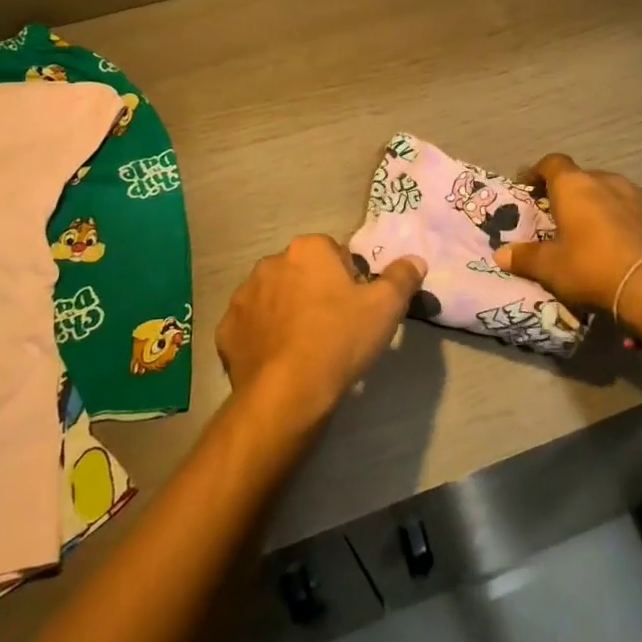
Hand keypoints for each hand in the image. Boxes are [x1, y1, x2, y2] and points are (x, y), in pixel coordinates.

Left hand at [216, 234, 426, 424]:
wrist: (287, 393)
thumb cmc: (340, 339)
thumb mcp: (386, 306)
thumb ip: (403, 276)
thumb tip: (415, 259)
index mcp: (308, 249)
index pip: (334, 253)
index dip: (349, 279)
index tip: (356, 307)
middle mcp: (270, 263)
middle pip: (302, 272)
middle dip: (316, 291)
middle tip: (335, 327)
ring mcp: (243, 296)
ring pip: (274, 297)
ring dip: (288, 312)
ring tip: (306, 347)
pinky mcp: (226, 330)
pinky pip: (252, 327)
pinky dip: (264, 337)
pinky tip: (280, 360)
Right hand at [494, 153, 641, 325]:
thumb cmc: (591, 266)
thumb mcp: (550, 267)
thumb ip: (525, 257)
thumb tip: (500, 254)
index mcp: (573, 185)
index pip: (552, 163)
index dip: (537, 172)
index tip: (528, 187)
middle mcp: (604, 180)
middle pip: (581, 177)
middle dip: (569, 192)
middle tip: (559, 215)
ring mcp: (636, 194)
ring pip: (609, 191)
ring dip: (597, 204)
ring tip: (591, 229)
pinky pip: (632, 208)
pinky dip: (621, 219)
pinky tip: (620, 241)